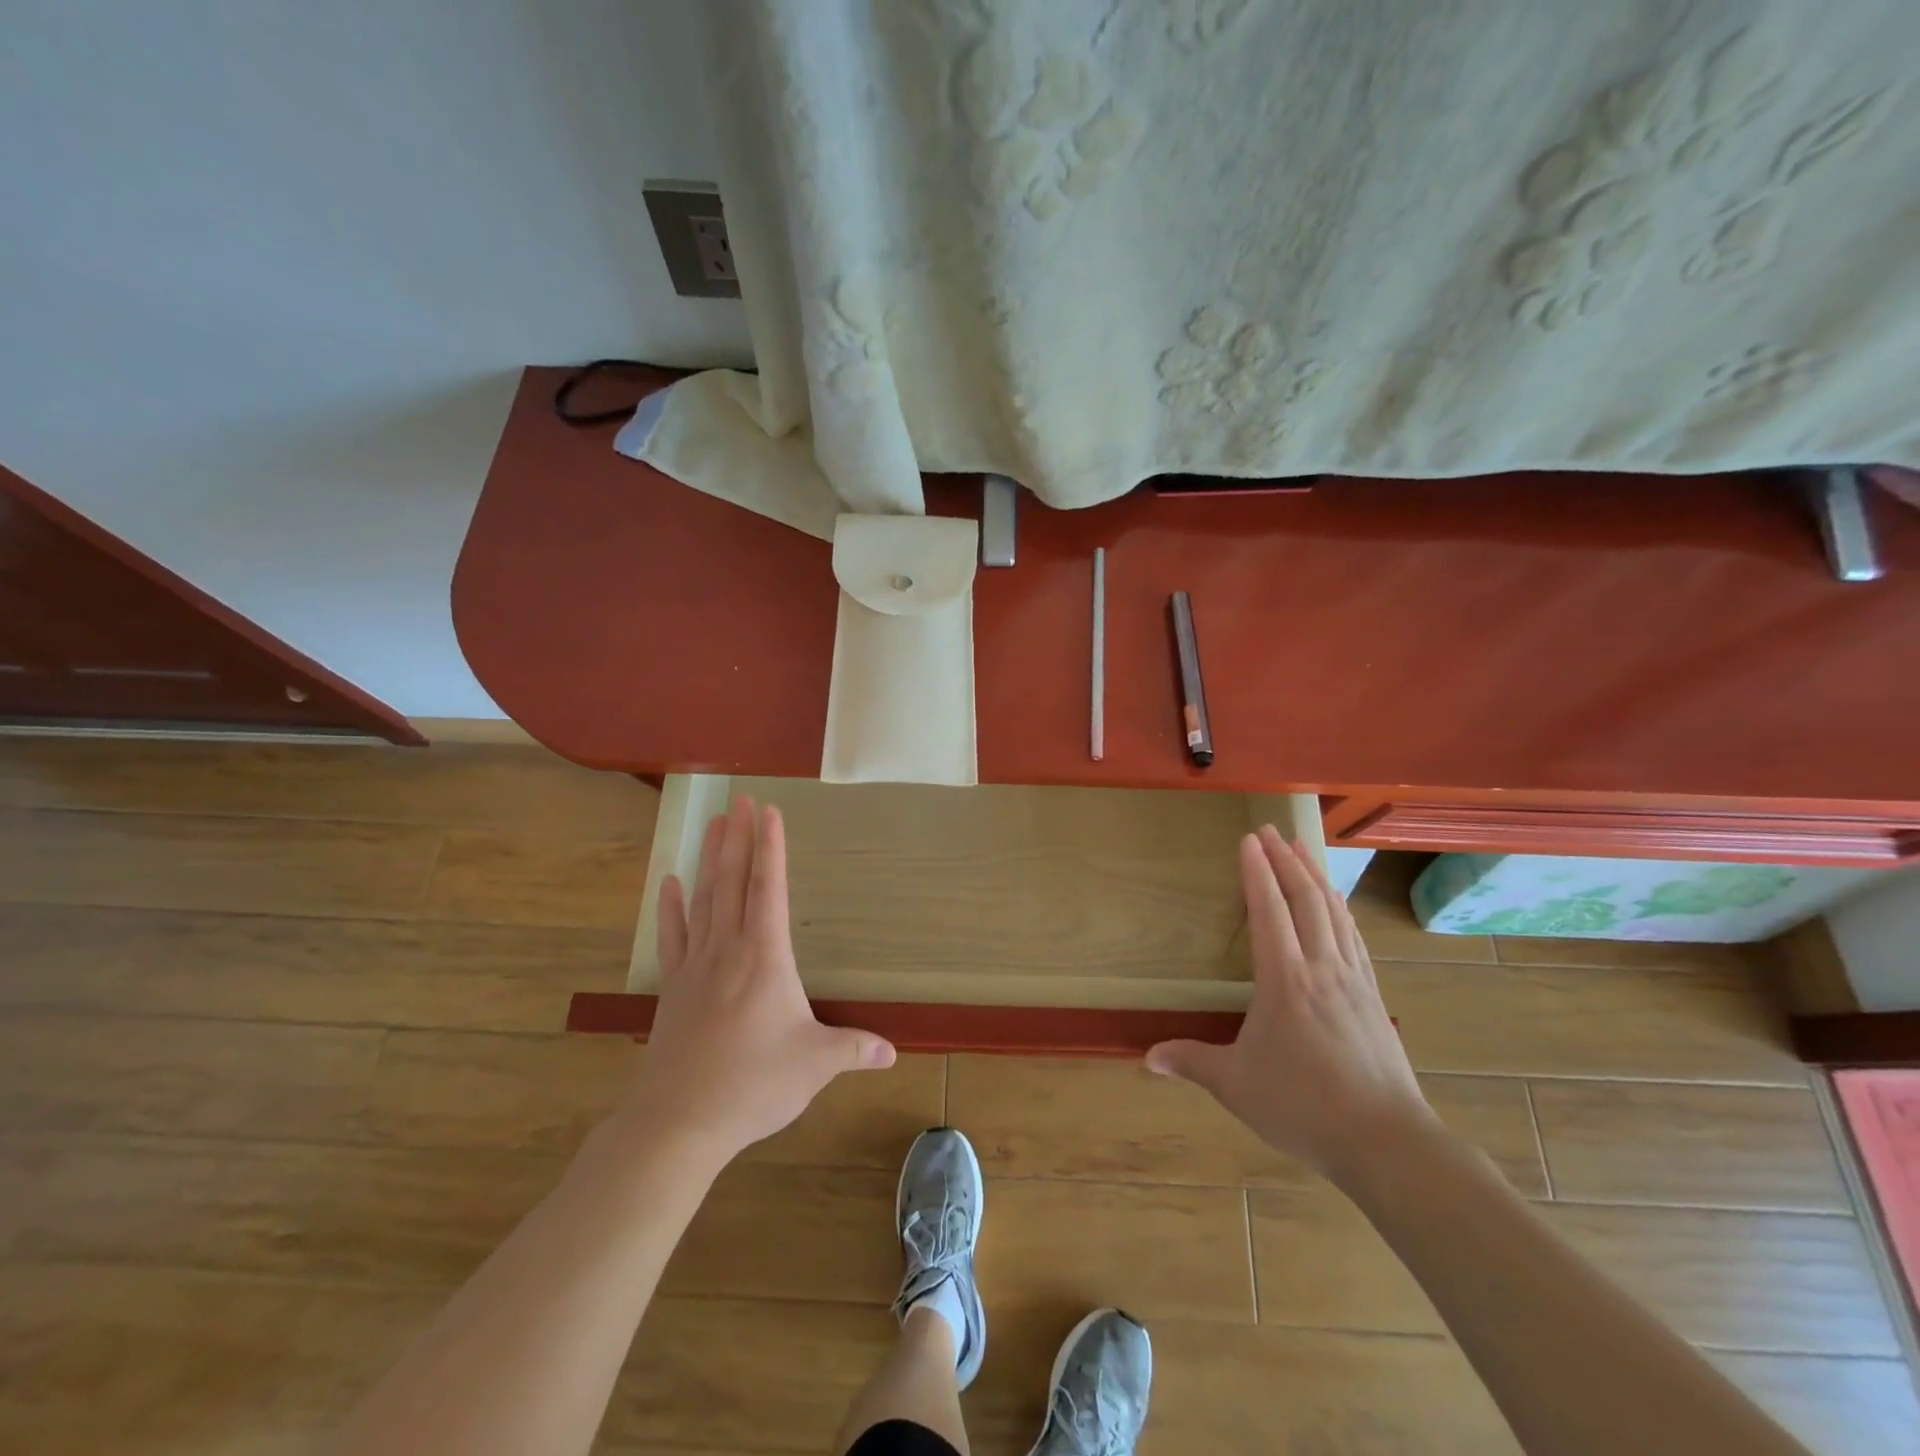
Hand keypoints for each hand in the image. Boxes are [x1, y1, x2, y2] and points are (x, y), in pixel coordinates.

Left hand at [621, 795, 894, 1166]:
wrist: (679, 1121)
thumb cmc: (754, 1084)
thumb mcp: (815, 1065)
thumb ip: (854, 1049)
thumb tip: (892, 1052)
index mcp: (766, 956)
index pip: (770, 888)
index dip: (771, 847)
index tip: (768, 810)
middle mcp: (729, 949)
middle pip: (733, 881)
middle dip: (738, 837)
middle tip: (740, 800)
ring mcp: (696, 966)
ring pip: (704, 899)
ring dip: (709, 859)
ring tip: (712, 823)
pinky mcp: (672, 988)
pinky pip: (672, 936)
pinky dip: (671, 907)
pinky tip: (670, 882)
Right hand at [1146, 828, 1434, 1183]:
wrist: (1386, 1142)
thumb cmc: (1303, 1106)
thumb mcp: (1236, 1084)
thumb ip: (1191, 1062)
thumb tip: (1147, 1058)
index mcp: (1284, 979)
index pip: (1269, 911)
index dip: (1257, 871)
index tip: (1248, 839)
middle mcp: (1321, 968)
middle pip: (1305, 900)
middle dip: (1286, 860)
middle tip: (1271, 830)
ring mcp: (1353, 981)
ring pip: (1335, 914)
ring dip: (1316, 877)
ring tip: (1303, 850)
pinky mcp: (1374, 998)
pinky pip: (1355, 940)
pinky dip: (1342, 911)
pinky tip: (1340, 906)